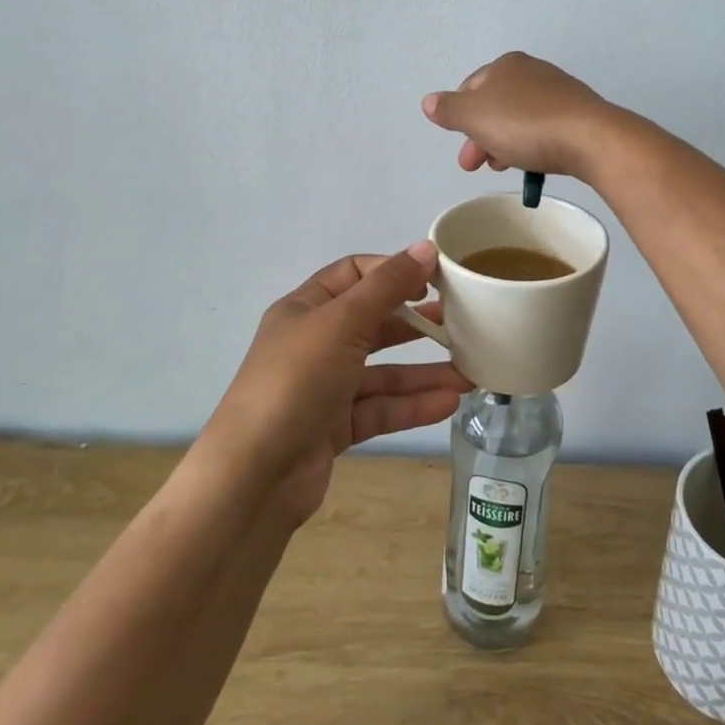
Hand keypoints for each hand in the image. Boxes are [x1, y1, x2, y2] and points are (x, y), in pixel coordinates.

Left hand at [203, 243, 470, 527]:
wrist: (254, 476)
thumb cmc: (296, 381)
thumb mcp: (343, 322)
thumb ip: (388, 286)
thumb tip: (426, 247)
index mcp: (306, 308)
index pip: (354, 274)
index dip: (393, 271)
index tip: (434, 277)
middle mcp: (314, 343)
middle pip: (373, 323)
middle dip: (416, 322)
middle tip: (462, 321)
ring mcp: (324, 388)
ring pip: (382, 372)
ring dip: (424, 371)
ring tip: (470, 372)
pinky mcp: (334, 428)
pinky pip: (380, 408)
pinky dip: (412, 405)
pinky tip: (450, 402)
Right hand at [421, 51, 619, 181]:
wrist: (591, 139)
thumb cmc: (525, 124)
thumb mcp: (475, 116)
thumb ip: (449, 109)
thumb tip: (429, 101)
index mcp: (506, 65)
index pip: (471, 88)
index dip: (459, 117)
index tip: (460, 147)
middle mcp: (533, 71)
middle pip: (495, 105)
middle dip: (481, 136)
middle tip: (474, 166)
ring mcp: (559, 92)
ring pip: (518, 118)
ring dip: (503, 142)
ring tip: (502, 168)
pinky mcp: (579, 114)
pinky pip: (544, 128)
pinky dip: (531, 144)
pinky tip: (532, 163)